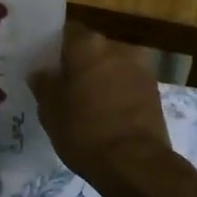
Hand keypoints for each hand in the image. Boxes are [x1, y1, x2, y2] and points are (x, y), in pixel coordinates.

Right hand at [28, 22, 173, 186]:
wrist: (135, 163)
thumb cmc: (85, 130)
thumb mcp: (50, 110)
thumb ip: (44, 84)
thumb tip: (41, 72)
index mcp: (89, 45)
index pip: (67, 33)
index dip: (55, 48)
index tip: (46, 66)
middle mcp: (118, 48)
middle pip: (93, 49)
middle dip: (80, 64)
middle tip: (64, 87)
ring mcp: (141, 69)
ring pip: (112, 67)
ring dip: (101, 79)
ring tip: (86, 104)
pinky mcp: (155, 92)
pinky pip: (128, 85)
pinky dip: (117, 94)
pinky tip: (106, 115)